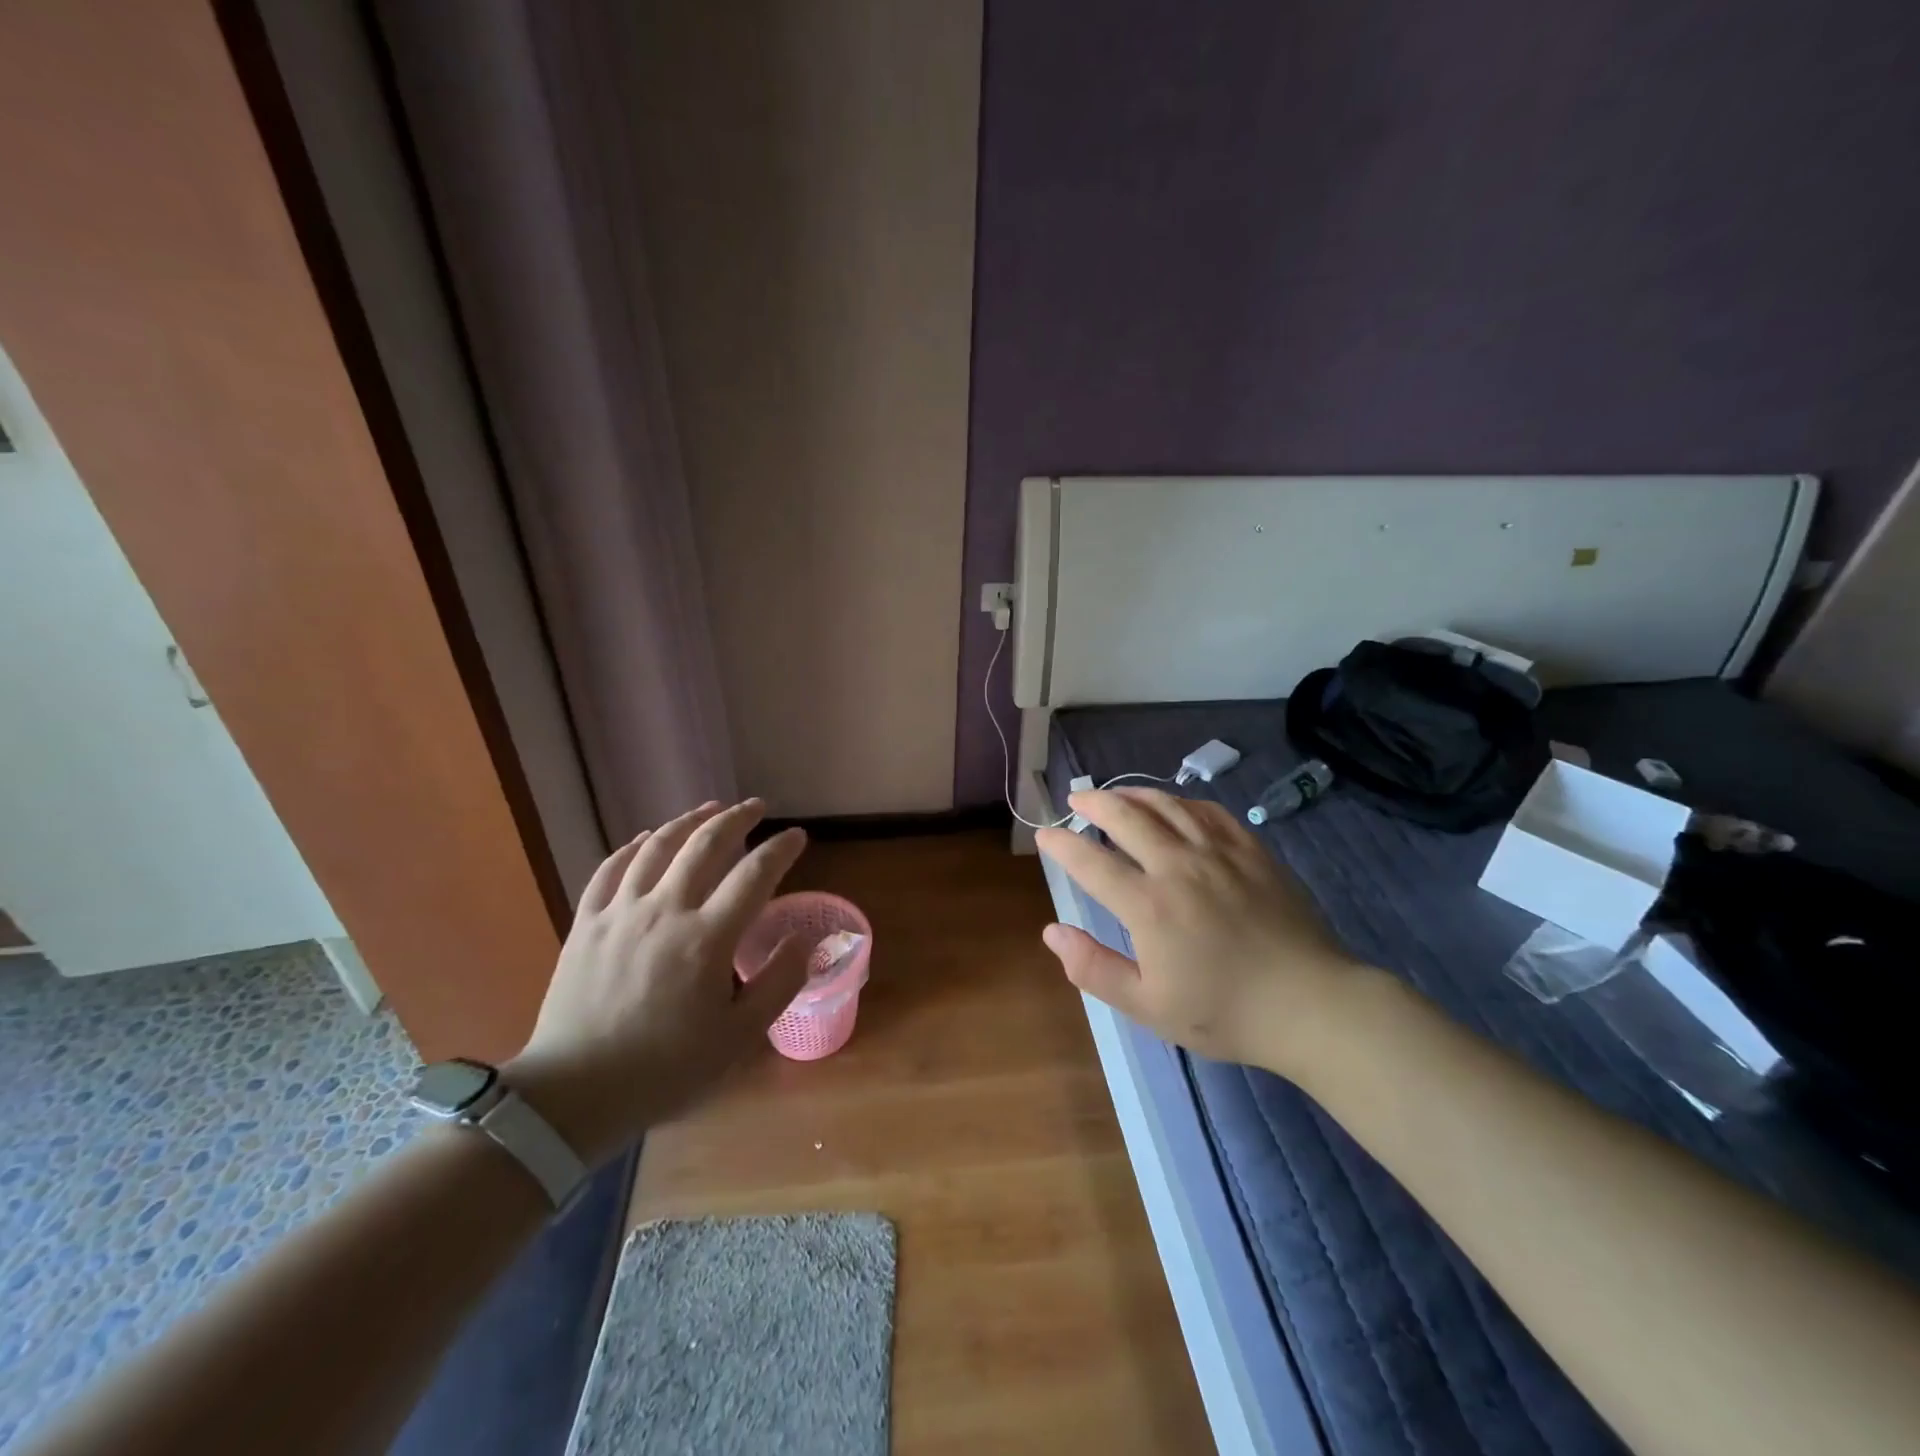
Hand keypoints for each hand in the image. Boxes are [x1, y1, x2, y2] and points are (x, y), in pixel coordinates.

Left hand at [504, 800, 810, 1163]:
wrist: (574, 1095)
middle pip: (704, 845)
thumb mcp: (738, 1037)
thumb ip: (778, 984)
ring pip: (656, 847)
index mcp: (707, 938)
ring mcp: (619, 913)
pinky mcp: (586, 925)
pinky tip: (645, 839)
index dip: (781, 849)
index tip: (797, 836)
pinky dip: (633, 846)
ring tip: (707, 809)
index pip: (754, 874)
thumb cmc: (665, 1069)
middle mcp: (664, 911)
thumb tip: (804, 940)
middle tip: (755, 806)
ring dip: (687, 821)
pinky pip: (610, 869)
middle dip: (735, 818)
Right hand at [1035, 788, 1359, 1074]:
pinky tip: (1174, 806)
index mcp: (1148, 905)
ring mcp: (1218, 852)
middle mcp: (1178, 866)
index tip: (1044, 834)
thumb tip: (1052, 932)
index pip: (1091, 861)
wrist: (1310, 1005)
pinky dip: (1182, 803)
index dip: (1061, 844)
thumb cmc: (1224, 1012)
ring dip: (1133, 794)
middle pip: (1126, 816)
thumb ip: (1093, 967)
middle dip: (1093, 802)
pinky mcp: (1251, 851)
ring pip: (1166, 805)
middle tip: (1076, 799)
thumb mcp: (1148, 1006)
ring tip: (1115, 794)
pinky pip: (1209, 812)